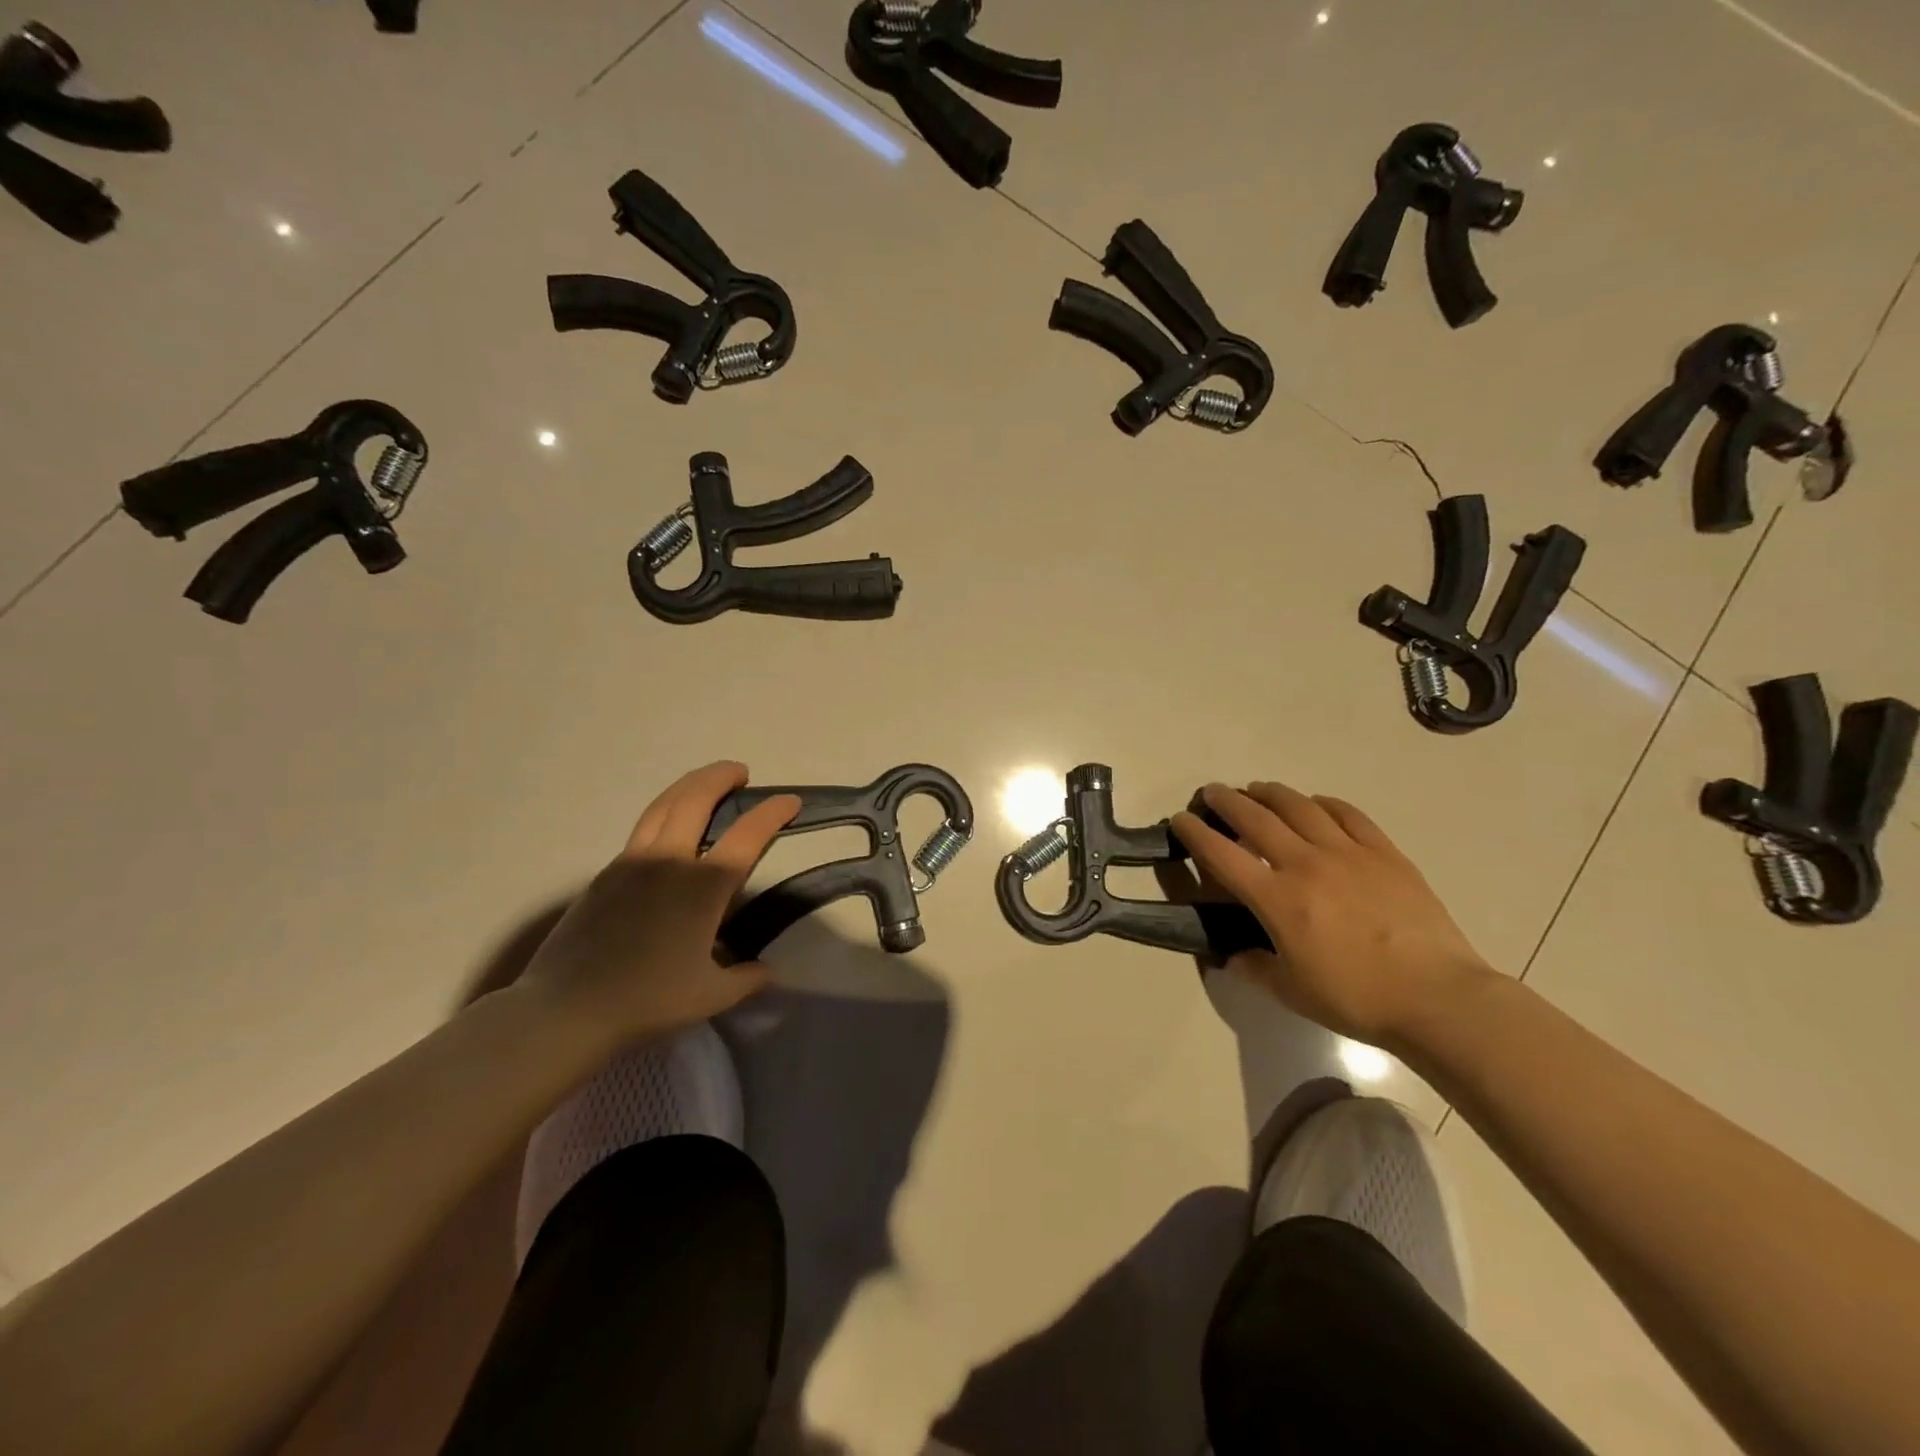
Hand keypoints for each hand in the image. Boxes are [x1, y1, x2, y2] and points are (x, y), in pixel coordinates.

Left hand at [516, 762, 798, 1048]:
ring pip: (663, 804)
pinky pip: (641, 829)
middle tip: (740, 771)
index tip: (790, 801)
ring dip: (689, 784)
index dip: (773, 812)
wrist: (567, 1010)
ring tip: (705, 782)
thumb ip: (745, 979)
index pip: (747, 835)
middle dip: (721, 776)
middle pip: (696, 799)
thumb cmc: (647, 1001)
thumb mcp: (709, 996)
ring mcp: (632, 863)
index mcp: (703, 887)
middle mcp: (669, 861)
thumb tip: (767, 971)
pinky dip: (663, 812)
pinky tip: (668, 828)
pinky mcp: (605, 874)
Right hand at [1171, 781, 1495, 1048]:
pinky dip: (1323, 802)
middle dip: (1227, 801)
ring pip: (1299, 806)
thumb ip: (1255, 967)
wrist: (1438, 997)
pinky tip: (1315, 803)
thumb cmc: (1357, 998)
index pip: (1222, 855)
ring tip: (1257, 790)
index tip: (1180, 819)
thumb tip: (1234, 955)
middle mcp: (1305, 864)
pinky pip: (1347, 814)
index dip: (1194, 833)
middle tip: (1213, 793)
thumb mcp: (1292, 992)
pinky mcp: (1383, 852)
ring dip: (1270, 793)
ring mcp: (1347, 853)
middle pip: (1255, 818)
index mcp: (1277, 899)